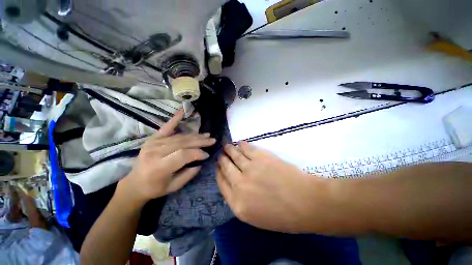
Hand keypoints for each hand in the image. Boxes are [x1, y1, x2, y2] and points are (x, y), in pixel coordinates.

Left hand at [119, 109, 215, 204]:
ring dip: (195, 135)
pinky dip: (175, 119)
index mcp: (160, 167)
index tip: (207, 155)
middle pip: (183, 143)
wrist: (135, 183)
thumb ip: (189, 174)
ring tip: (207, 135)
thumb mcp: (174, 187)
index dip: (198, 153)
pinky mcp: (153, 139)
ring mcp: (153, 143)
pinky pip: (166, 127)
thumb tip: (201, 161)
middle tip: (212, 140)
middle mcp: (156, 152)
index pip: (183, 155)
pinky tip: (182, 111)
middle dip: (200, 141)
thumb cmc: (155, 188)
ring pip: (179, 137)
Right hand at [217, 142, 320, 231]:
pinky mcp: (260, 157)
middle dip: (222, 159)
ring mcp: (249, 168)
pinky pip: (247, 148)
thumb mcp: (255, 217)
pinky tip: (239, 143)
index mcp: (237, 203)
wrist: (305, 203)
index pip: (221, 183)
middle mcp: (239, 184)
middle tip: (221, 154)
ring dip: (229, 149)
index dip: (219, 173)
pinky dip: (242, 145)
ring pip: (234, 155)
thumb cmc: (282, 215)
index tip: (218, 167)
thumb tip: (234, 184)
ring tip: (226, 146)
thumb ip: (240, 201)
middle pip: (226, 167)